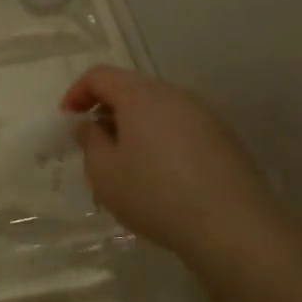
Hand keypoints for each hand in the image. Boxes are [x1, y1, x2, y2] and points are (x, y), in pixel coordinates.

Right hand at [63, 66, 296, 273]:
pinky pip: (181, 129)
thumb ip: (90, 141)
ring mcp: (205, 115)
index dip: (77, 93)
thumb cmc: (155, 194)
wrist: (233, 226)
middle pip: (131, 90)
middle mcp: (175, 95)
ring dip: (135, 129)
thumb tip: (91, 125)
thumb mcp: (104, 173)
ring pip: (158, 111)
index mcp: (140, 95)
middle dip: (107, 112)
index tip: (68, 122)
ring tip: (126, 166)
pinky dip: (161, 142)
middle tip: (94, 146)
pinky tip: (160, 178)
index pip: (100, 75)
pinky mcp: (225, 139)